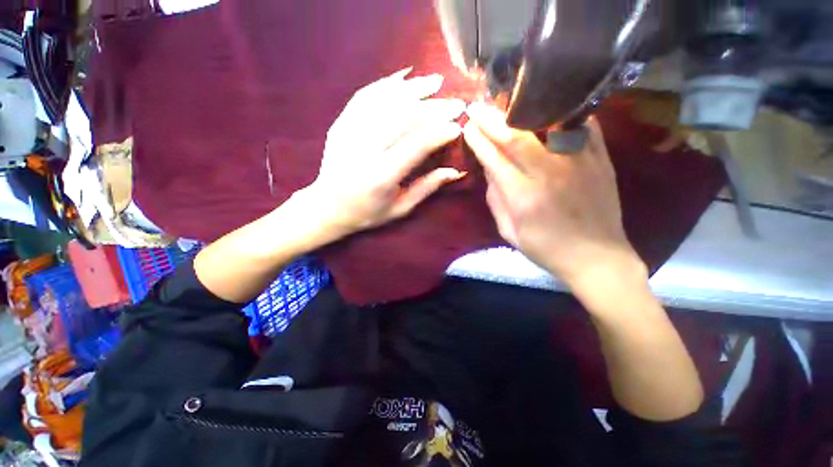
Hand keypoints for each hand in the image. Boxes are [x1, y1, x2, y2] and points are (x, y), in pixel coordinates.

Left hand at [302, 69, 465, 239]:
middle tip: (455, 103)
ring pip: (384, 102)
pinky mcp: (340, 124)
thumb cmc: (367, 213)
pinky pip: (364, 97)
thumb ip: (427, 188)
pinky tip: (404, 78)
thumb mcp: (400, 208)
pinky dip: (386, 85)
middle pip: (402, 118)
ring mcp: (348, 133)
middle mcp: (364, 151)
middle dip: (433, 108)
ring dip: (412, 89)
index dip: (439, 133)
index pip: (416, 146)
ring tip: (435, 82)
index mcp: (381, 176)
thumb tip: (455, 171)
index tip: (458, 127)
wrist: (327, 207)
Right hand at [463, 102, 645, 291]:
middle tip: (476, 107)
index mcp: (524, 197)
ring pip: (547, 124)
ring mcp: (579, 162)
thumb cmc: (547, 249)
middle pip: (516, 136)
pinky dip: (562, 111)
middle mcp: (549, 173)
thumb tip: (490, 170)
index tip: (468, 128)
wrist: (597, 257)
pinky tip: (549, 104)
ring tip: (506, 101)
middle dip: (491, 119)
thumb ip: (496, 200)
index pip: (495, 159)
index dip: (478, 141)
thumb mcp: (510, 232)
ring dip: (522, 109)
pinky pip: (582, 125)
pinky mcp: (601, 159)